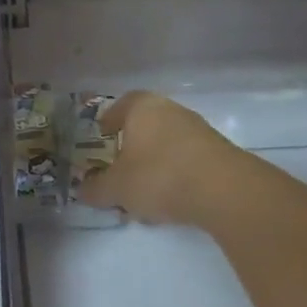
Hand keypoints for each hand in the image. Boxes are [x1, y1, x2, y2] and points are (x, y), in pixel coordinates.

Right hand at [78, 90, 241, 226]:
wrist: (224, 191)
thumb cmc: (159, 176)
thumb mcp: (116, 187)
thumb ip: (95, 188)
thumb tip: (82, 190)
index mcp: (143, 108)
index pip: (122, 104)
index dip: (109, 119)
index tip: (102, 135)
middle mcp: (172, 111)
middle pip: (146, 125)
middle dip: (131, 147)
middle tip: (119, 168)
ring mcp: (199, 131)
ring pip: (167, 145)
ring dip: (154, 164)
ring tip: (143, 193)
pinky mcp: (219, 153)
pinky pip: (187, 161)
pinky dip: (175, 176)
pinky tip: (170, 201)